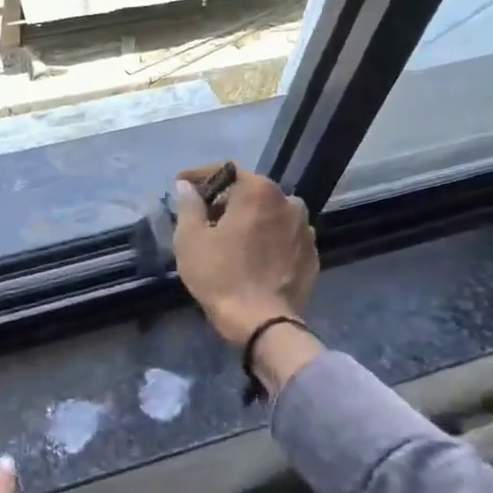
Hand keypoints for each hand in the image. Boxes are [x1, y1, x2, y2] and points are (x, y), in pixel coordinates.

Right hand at [172, 163, 318, 348]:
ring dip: (250, 219)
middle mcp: (289, 201)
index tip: (181, 182)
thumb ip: (189, 205)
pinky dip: (268, 239)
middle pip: (251, 191)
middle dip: (226, 199)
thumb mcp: (191, 239)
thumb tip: (186, 185)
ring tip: (230, 238)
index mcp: (259, 191)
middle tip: (204, 216)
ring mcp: (305, 229)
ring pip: (270, 214)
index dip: (199, 175)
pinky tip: (253, 256)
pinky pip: (284, 236)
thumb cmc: (220, 276)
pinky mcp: (311, 254)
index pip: (226, 169)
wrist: (262, 322)